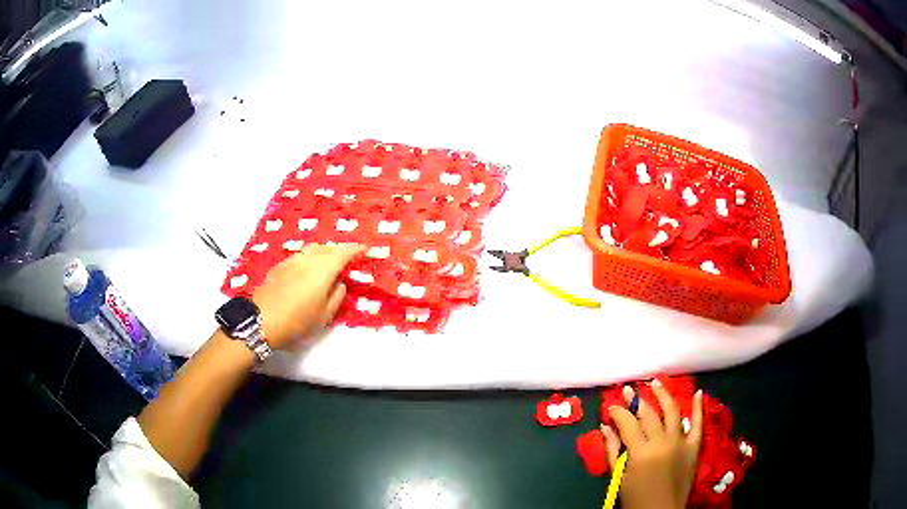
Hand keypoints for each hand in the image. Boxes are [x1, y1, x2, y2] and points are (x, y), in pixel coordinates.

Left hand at [251, 243, 362, 349]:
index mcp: (323, 270)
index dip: (355, 249)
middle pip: (327, 247)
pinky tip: (309, 268)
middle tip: (348, 257)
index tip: (364, 249)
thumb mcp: (324, 315)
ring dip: (324, 251)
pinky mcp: (280, 266)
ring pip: (312, 249)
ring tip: (329, 261)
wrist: (261, 321)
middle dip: (339, 249)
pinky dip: (310, 257)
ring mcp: (292, 260)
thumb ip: (337, 296)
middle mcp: (308, 260)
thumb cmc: (297, 321)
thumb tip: (340, 283)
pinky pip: (301, 255)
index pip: (343, 253)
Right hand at [602, 380, 703, 508]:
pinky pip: (698, 423)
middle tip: (628, 390)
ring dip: (664, 394)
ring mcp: (681, 442)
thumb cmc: (636, 497)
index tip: (611, 406)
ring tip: (656, 382)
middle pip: (648, 414)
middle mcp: (662, 441)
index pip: (628, 423)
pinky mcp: (694, 446)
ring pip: (673, 411)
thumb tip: (605, 426)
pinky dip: (698, 407)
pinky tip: (698, 392)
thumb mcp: (619, 476)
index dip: (618, 412)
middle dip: (636, 400)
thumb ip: (612, 450)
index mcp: (641, 452)